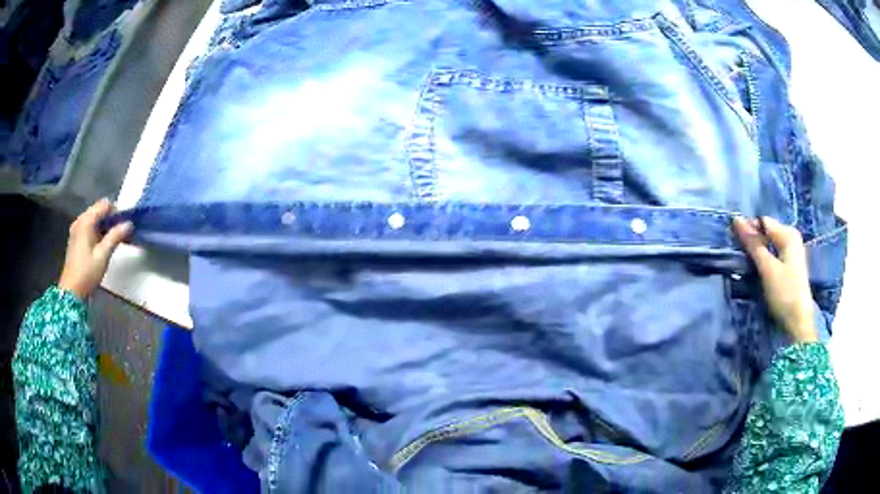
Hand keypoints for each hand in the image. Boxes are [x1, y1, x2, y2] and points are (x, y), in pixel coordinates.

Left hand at [58, 199, 132, 298]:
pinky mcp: (76, 238)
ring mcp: (76, 229)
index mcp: (86, 220)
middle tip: (121, 233)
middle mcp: (80, 220)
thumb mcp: (103, 255)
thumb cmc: (87, 273)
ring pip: (94, 219)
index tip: (124, 225)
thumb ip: (115, 236)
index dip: (116, 211)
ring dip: (104, 226)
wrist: (71, 292)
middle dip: (110, 219)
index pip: (104, 204)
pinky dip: (97, 231)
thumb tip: (129, 224)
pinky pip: (89, 227)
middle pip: (98, 210)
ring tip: (113, 240)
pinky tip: (102, 244)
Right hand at [733, 216, 816, 342]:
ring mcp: (792, 253)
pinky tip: (757, 268)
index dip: (748, 228)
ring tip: (745, 261)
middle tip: (737, 251)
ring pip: (769, 244)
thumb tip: (736, 219)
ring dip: (757, 250)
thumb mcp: (767, 268)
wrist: (798, 323)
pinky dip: (764, 258)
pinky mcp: (789, 266)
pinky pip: (773, 254)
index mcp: (788, 234)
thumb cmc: (784, 293)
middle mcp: (791, 238)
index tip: (732, 239)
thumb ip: (753, 244)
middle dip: (752, 239)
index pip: (763, 222)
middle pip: (767, 232)